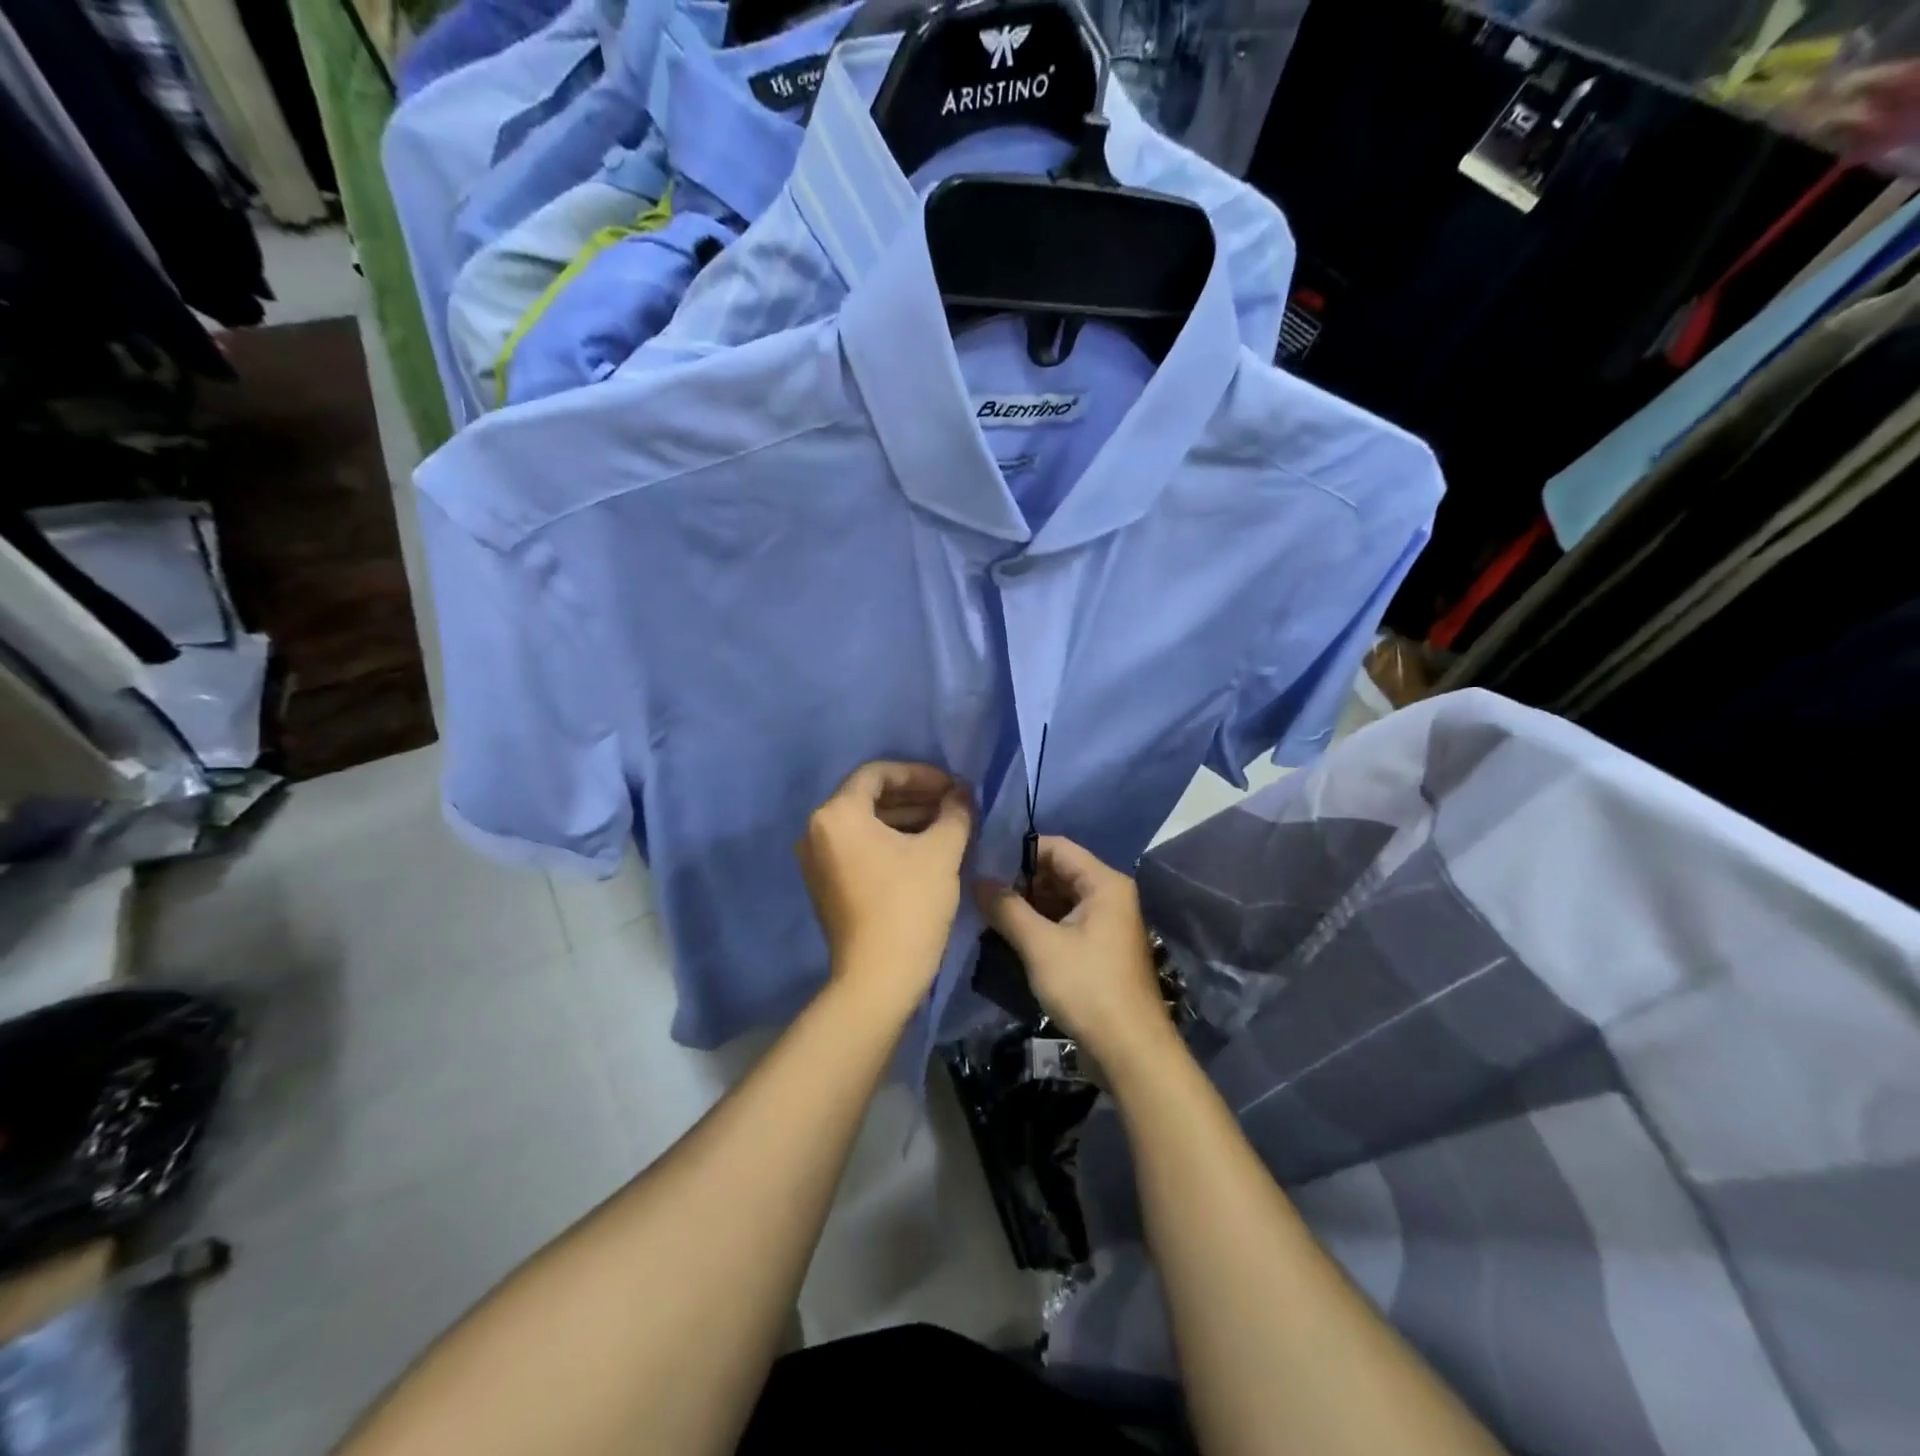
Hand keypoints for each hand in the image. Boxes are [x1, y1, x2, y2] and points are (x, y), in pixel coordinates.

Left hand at [798, 761, 972, 1009]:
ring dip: (905, 819)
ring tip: (946, 825)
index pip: (878, 774)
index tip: (952, 786)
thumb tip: (961, 793)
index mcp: (837, 814)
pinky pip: (858, 847)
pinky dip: (889, 841)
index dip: (919, 773)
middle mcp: (816, 831)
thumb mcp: (941, 852)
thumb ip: (955, 812)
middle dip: (915, 796)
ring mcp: (817, 860)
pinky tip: (924, 849)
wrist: (878, 979)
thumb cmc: (909, 905)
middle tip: (953, 803)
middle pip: (869, 797)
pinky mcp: (826, 884)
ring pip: (865, 824)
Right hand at [974, 837, 1172, 1071]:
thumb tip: (976, 879)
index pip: (1057, 847)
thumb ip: (1007, 908)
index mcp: (1104, 883)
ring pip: (1059, 899)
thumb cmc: (1088, 988)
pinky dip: (1039, 924)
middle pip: (1058, 871)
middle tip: (979, 888)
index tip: (983, 861)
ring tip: (986, 909)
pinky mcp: (1098, 948)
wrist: (1130, 1051)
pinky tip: (1008, 933)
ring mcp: (1105, 923)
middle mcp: (1109, 895)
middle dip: (1020, 879)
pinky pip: (1064, 922)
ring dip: (1027, 904)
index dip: (1019, 851)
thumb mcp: (1040, 945)